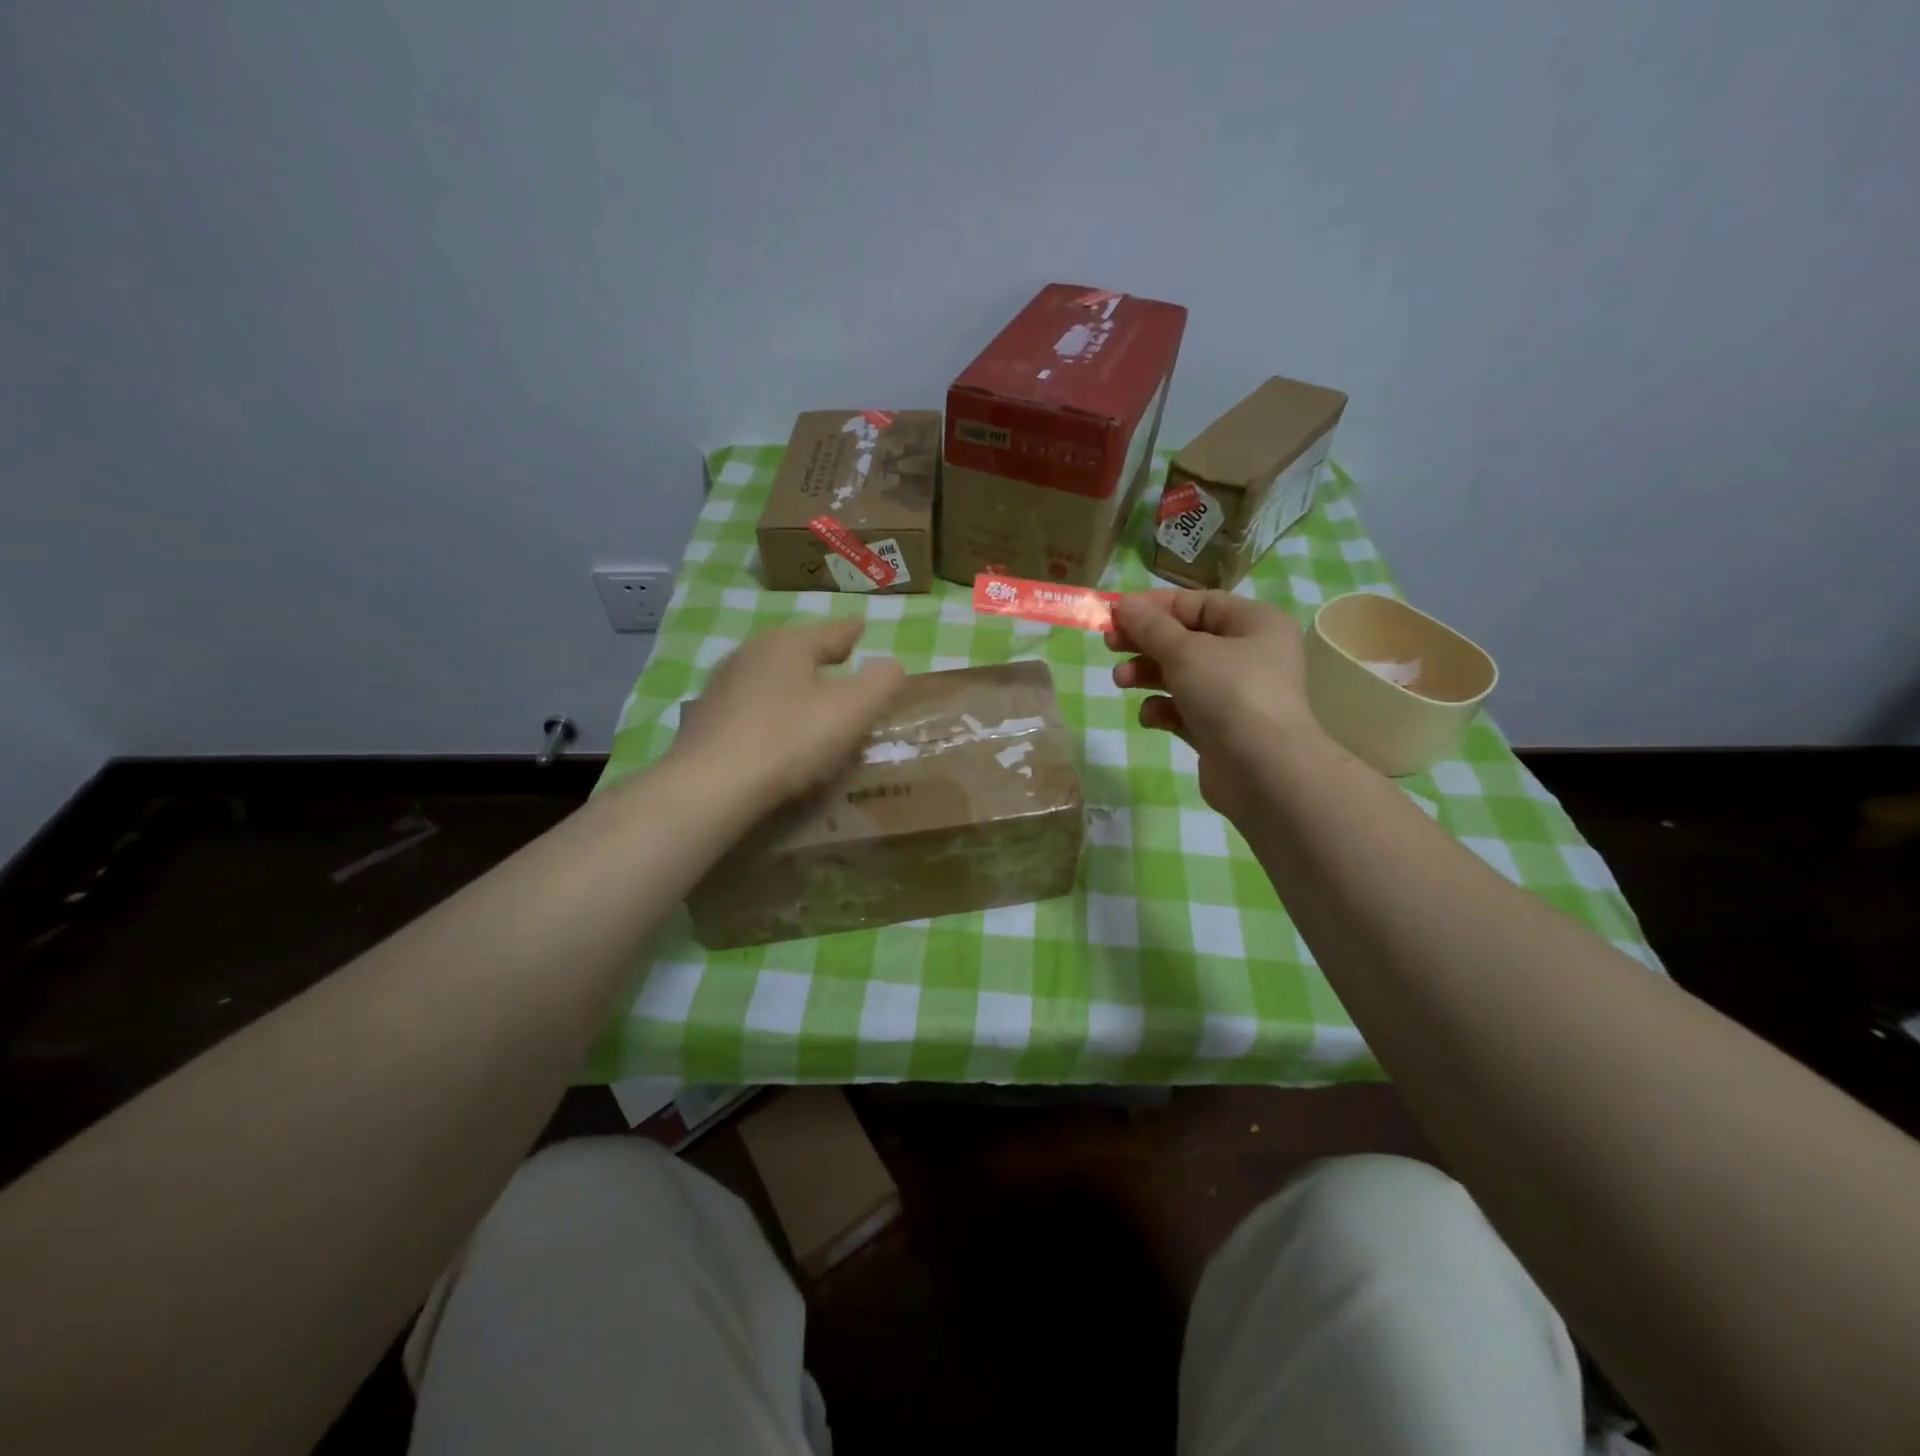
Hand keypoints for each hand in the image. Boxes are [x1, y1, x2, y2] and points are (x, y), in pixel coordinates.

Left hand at [671, 618, 905, 807]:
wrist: (711, 786)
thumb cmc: (790, 739)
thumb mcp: (853, 709)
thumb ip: (881, 682)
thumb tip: (891, 666)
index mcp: (787, 644)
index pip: (830, 632)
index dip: (850, 632)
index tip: (861, 625)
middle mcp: (750, 655)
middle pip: (797, 654)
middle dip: (822, 662)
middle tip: (844, 668)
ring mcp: (723, 688)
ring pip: (774, 682)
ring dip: (797, 692)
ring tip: (816, 707)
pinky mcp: (706, 721)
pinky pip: (754, 711)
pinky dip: (774, 717)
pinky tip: (781, 739)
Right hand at [1106, 590, 1322, 813]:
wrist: (1263, 771)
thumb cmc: (1229, 693)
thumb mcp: (1185, 651)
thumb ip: (1151, 627)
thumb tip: (1123, 604)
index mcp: (1255, 624)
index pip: (1198, 603)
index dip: (1155, 606)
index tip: (1116, 614)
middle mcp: (1250, 655)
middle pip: (1186, 639)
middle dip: (1145, 643)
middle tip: (1109, 645)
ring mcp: (1236, 695)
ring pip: (1181, 675)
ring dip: (1147, 675)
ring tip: (1120, 681)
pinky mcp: (1221, 730)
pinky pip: (1185, 710)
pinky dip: (1164, 709)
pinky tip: (1152, 717)